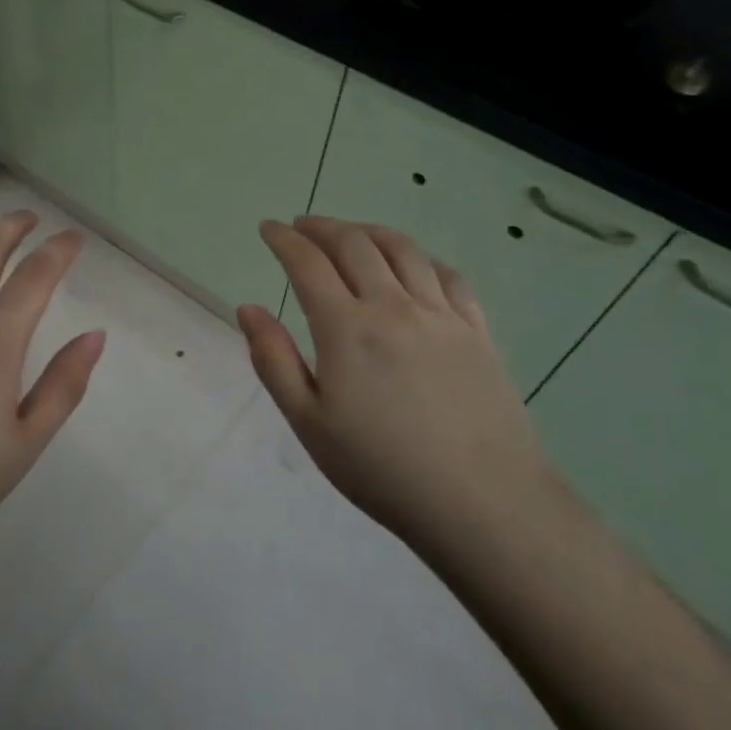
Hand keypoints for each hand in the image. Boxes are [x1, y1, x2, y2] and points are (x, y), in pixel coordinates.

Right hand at [237, 217, 550, 549]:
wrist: (482, 502)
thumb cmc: (381, 468)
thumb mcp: (309, 422)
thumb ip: (274, 359)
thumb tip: (248, 308)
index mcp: (346, 327)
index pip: (307, 263)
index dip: (283, 239)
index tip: (268, 228)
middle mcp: (392, 306)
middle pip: (354, 244)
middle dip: (322, 227)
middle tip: (303, 227)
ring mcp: (440, 315)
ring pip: (402, 250)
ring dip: (369, 231)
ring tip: (352, 234)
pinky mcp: (477, 331)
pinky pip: (449, 276)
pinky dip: (422, 258)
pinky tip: (415, 265)